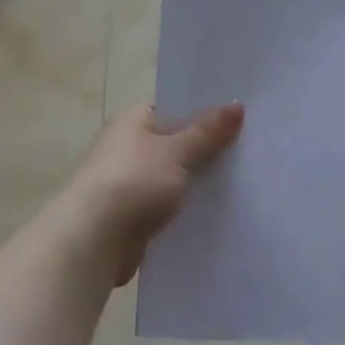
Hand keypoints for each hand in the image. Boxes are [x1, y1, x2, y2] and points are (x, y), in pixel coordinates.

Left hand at [62, 103, 244, 285]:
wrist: (94, 239)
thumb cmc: (134, 183)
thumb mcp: (176, 152)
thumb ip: (207, 132)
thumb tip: (237, 105)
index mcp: (133, 122)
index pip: (174, 111)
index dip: (205, 115)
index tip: (241, 122)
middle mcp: (127, 148)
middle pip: (176, 146)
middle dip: (206, 152)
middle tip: (250, 155)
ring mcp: (128, 184)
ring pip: (173, 179)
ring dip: (196, 185)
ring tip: (242, 186)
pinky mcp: (132, 216)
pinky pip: (167, 208)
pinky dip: (185, 211)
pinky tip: (216, 215)